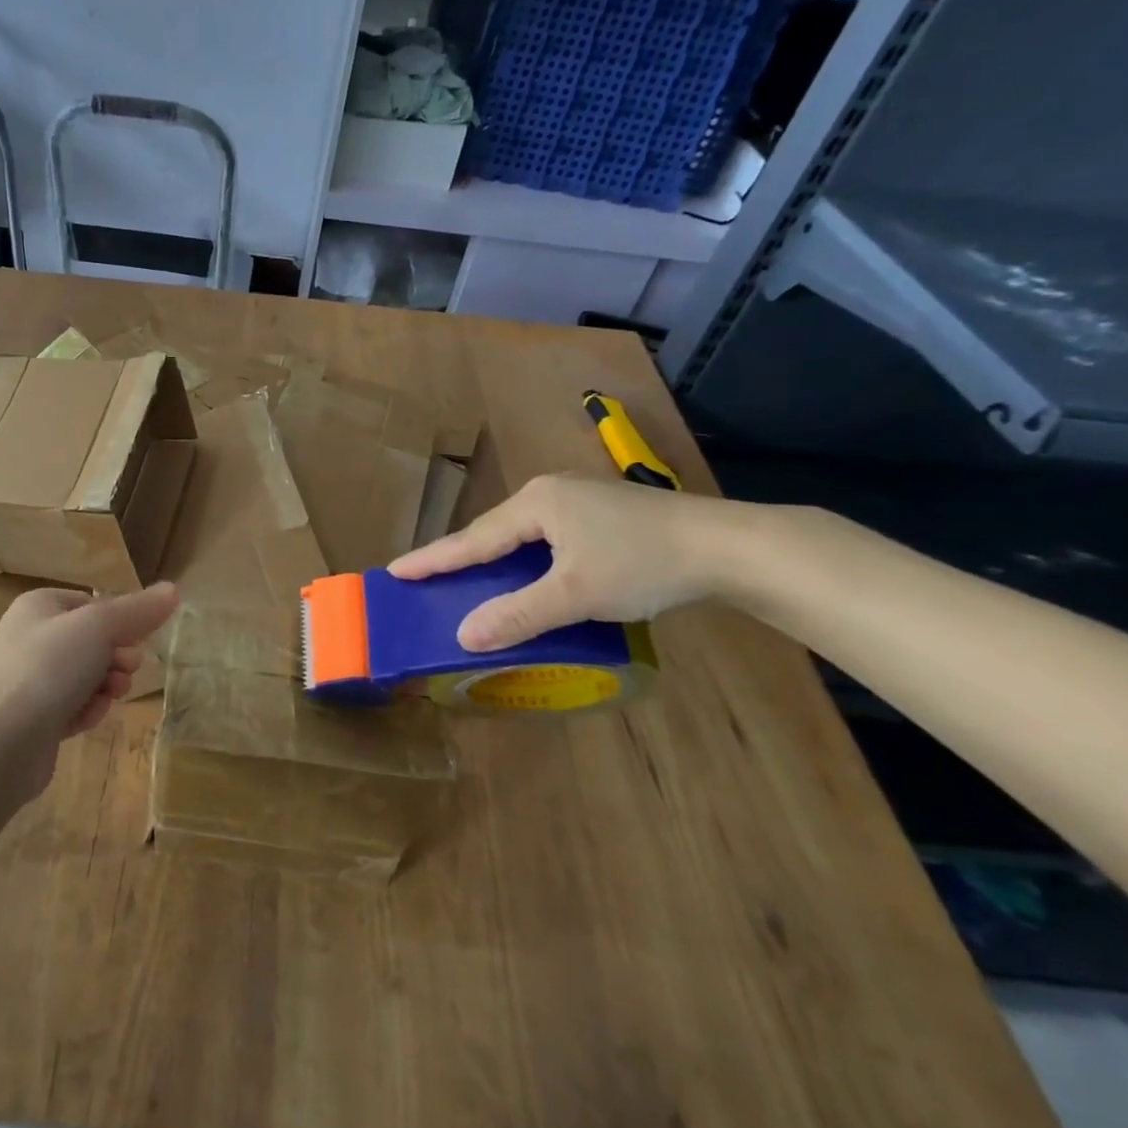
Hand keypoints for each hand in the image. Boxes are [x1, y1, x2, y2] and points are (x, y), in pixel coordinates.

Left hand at [0, 582, 178, 797]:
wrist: (1, 743)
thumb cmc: (49, 669)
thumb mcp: (100, 628)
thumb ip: (138, 610)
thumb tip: (173, 589)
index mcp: (38, 606)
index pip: (92, 604)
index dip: (120, 621)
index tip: (137, 641)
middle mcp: (28, 637)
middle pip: (90, 641)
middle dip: (116, 657)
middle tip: (128, 671)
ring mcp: (26, 680)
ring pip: (83, 675)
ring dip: (105, 685)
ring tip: (112, 696)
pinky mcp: (30, 718)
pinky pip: (69, 706)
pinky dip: (85, 710)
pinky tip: (88, 720)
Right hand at [389, 474, 743, 650]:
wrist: (731, 546)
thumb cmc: (644, 564)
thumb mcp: (576, 595)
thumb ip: (518, 615)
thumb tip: (463, 635)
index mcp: (537, 503)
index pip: (473, 539)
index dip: (434, 558)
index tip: (395, 570)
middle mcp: (551, 492)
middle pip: (495, 532)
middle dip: (463, 557)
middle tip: (429, 577)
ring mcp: (581, 498)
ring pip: (524, 534)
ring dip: (497, 559)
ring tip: (473, 579)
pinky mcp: (606, 512)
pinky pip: (549, 536)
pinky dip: (529, 559)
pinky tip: (532, 573)